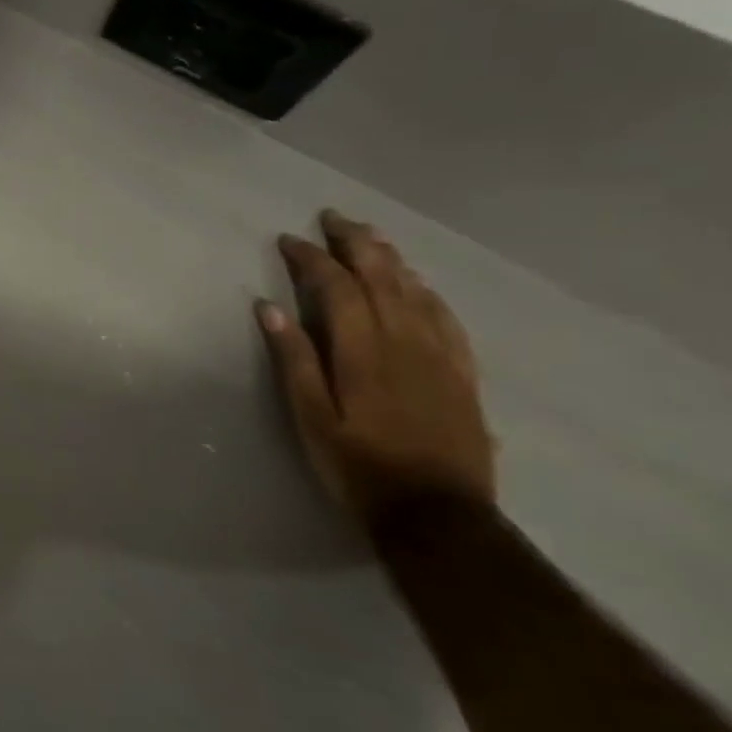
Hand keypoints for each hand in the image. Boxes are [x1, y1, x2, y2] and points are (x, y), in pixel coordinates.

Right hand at [257, 209, 495, 523]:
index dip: (311, 259)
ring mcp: (439, 355)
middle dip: (355, 242)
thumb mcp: (310, 417)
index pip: (336, 287)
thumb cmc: (357, 465)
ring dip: (390, 258)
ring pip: (415, 290)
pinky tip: (417, 284)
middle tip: (332, 218)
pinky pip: (446, 317)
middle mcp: (405, 341)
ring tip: (370, 237)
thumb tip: (269, 307)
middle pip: (382, 277)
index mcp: (362, 350)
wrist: (437, 513)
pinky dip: (426, 291)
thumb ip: (294, 359)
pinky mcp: (461, 373)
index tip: (288, 240)